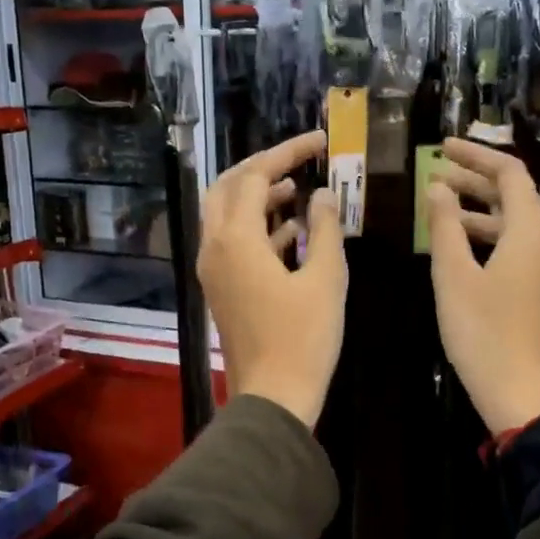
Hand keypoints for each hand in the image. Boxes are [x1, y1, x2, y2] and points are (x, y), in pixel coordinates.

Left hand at [199, 130, 345, 428]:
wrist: (273, 396)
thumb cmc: (304, 339)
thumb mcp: (325, 279)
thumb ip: (325, 228)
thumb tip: (323, 195)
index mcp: (236, 239)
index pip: (255, 176)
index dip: (287, 153)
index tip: (319, 142)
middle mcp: (214, 247)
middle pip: (228, 188)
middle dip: (261, 169)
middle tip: (297, 161)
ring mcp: (213, 270)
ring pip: (226, 215)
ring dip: (258, 197)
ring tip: (297, 190)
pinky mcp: (221, 289)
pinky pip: (233, 243)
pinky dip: (258, 228)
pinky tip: (292, 230)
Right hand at [426, 139, 539, 436]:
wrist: (525, 396)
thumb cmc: (484, 334)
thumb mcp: (454, 276)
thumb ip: (445, 226)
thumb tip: (438, 187)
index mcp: (532, 231)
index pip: (509, 172)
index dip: (475, 154)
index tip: (442, 146)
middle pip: (515, 195)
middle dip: (475, 180)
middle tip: (434, 172)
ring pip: (515, 223)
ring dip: (479, 209)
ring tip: (439, 206)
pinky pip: (518, 246)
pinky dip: (489, 236)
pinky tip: (458, 244)